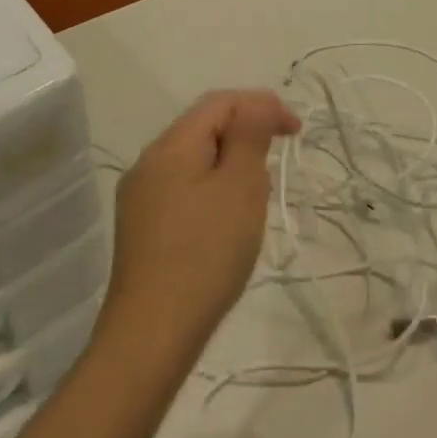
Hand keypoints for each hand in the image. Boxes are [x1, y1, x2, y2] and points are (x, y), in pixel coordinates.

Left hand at [98, 90, 299, 368]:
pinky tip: (225, 223)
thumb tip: (257, 104)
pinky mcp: (141, 228)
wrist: (152, 335)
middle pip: (204, 127)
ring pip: (194, 160)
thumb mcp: (240, 186)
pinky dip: (212, 190)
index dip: (262, 106)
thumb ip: (250, 135)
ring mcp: (140, 197)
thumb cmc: (206, 254)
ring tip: (255, 198)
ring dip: (230, 165)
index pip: (220, 102)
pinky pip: (183, 188)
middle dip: (246, 135)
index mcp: (171, 145)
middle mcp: (149, 162)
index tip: (296, 133)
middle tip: (276, 166)